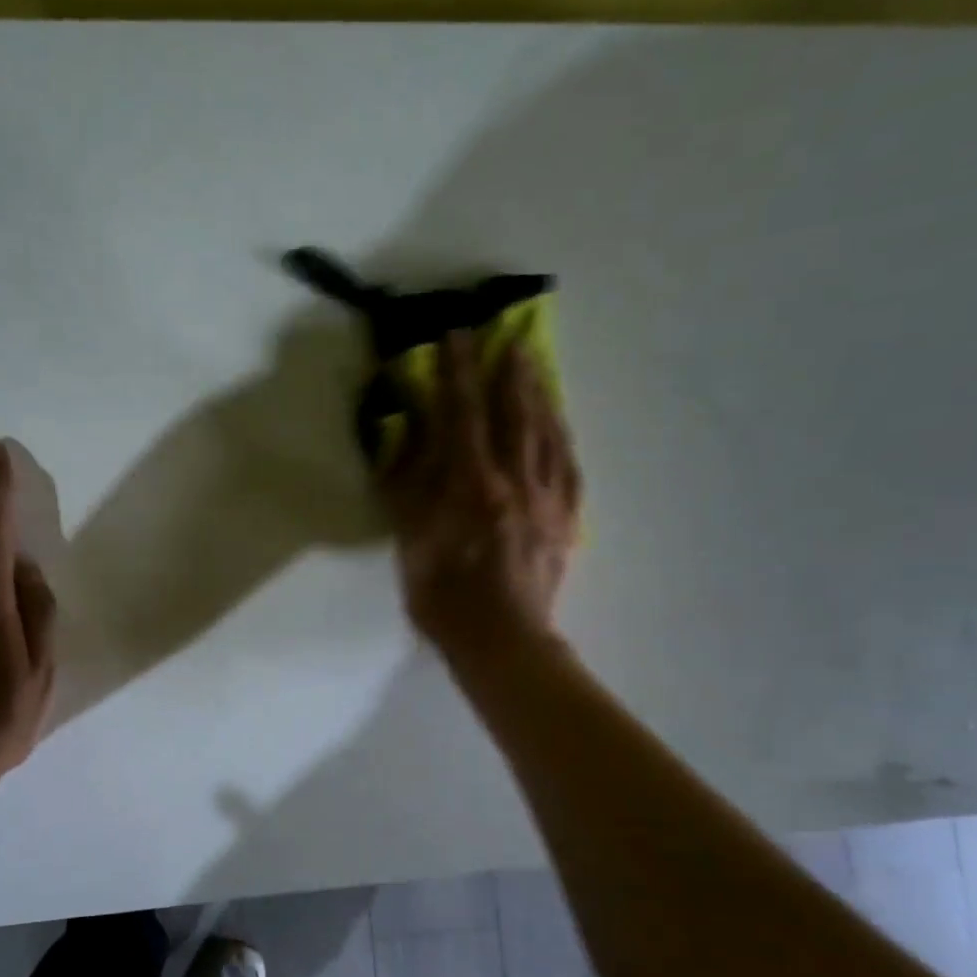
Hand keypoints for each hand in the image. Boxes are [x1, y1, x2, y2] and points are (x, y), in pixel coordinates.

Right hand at [380, 330, 581, 656]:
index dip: (458, 372)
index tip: (456, 335)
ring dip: (539, 396)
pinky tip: (559, 427)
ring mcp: (548, 501)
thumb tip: (407, 437)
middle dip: (509, 373)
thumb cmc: (444, 596)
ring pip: (547, 435)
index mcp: (473, 486)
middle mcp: (516, 482)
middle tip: (507, 338)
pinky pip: (569, 468)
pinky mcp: (566, 522)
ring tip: (535, 367)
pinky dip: (562, 439)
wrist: (501, 641)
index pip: (464, 415)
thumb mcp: (411, 540)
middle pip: (515, 415)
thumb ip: (408, 486)